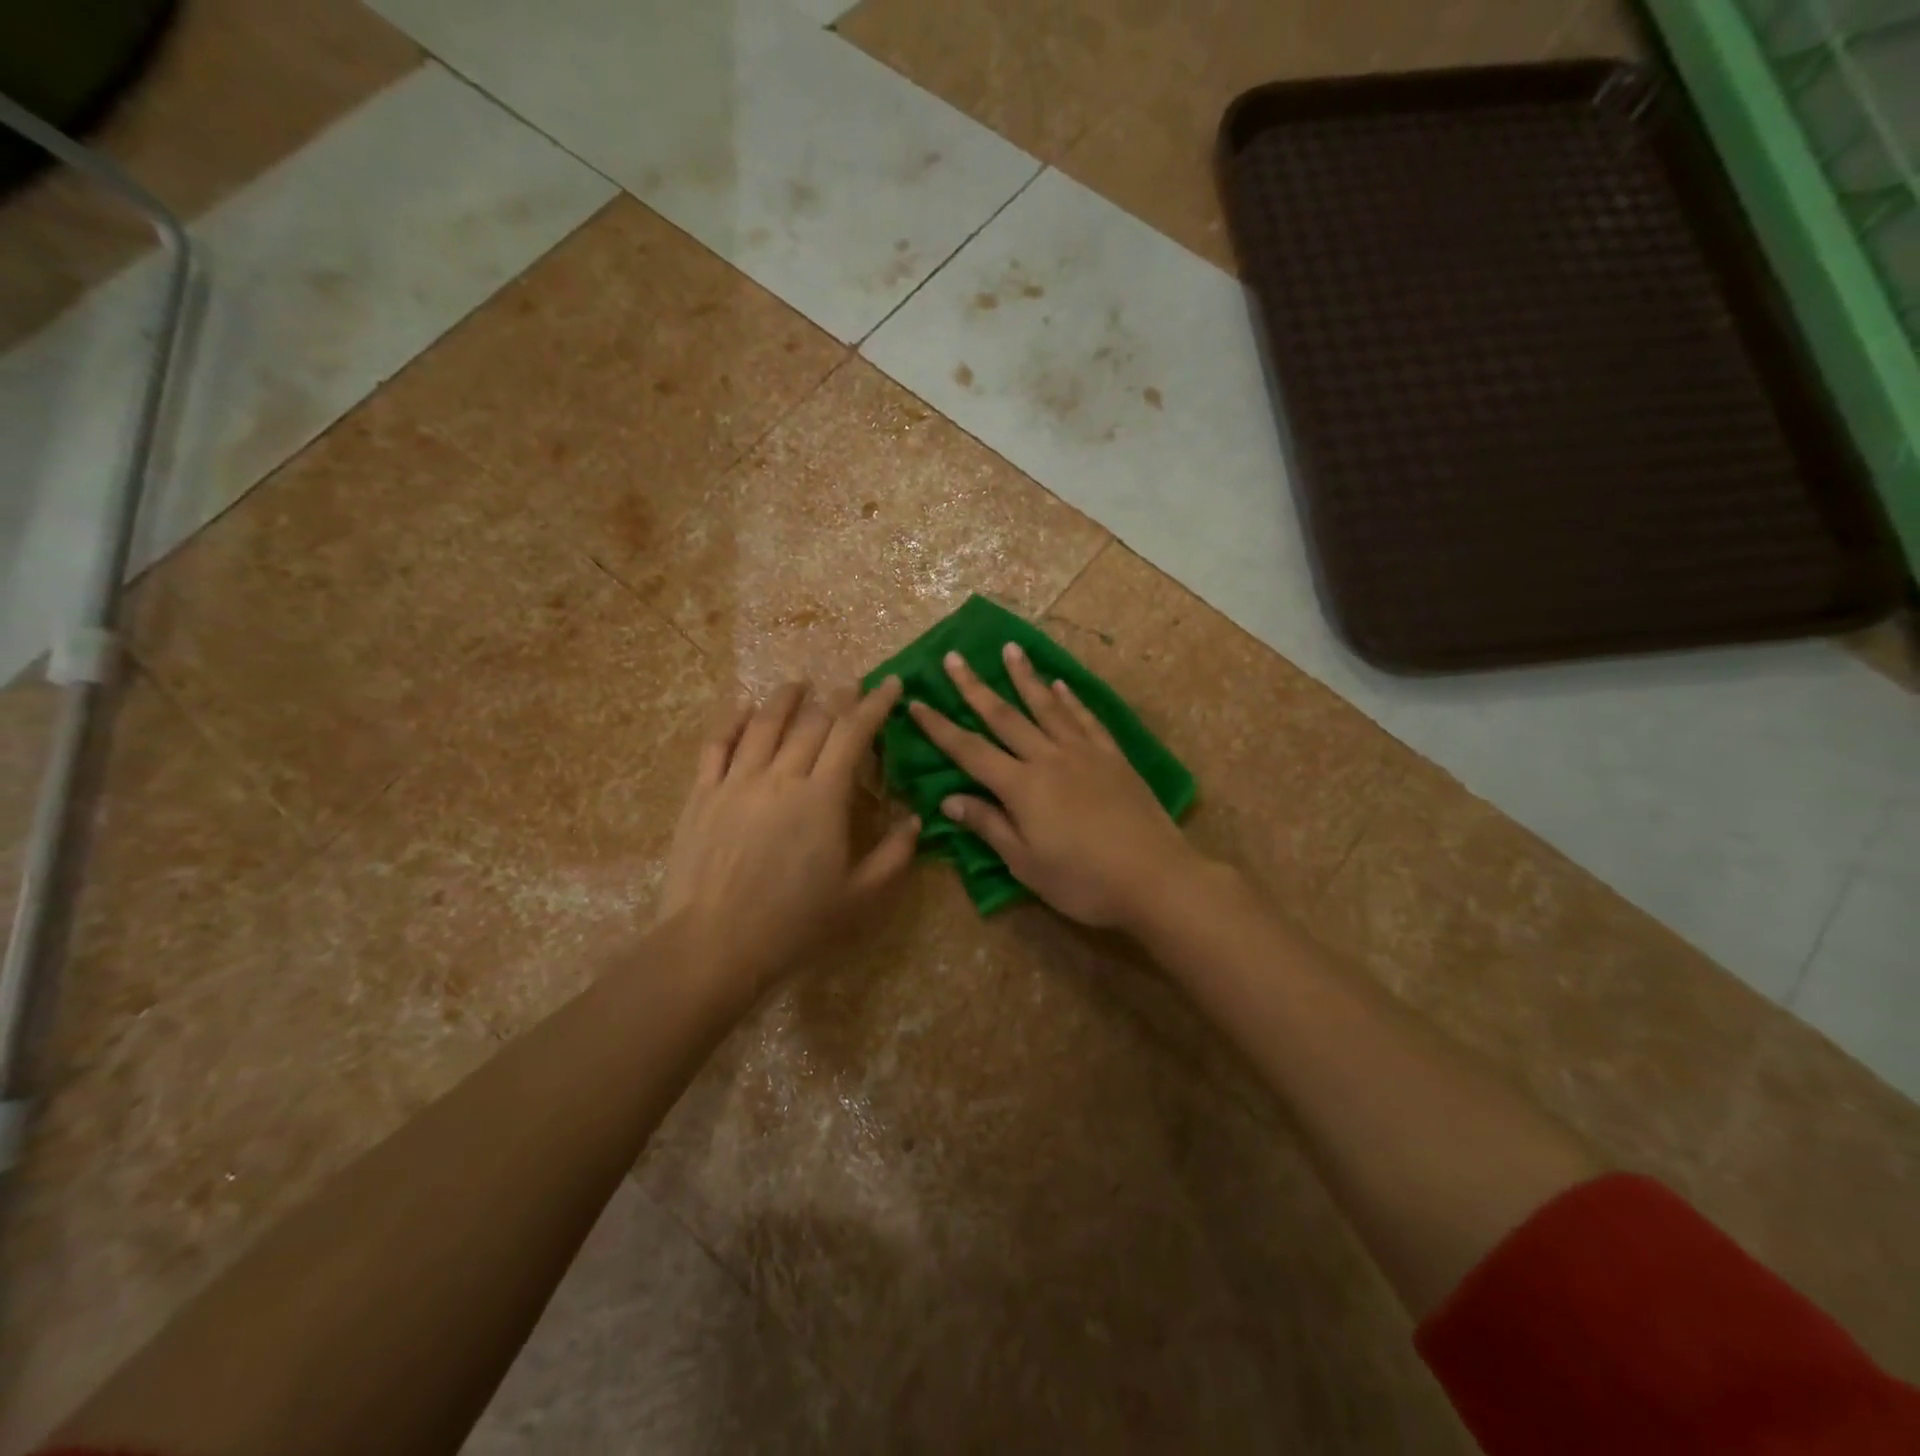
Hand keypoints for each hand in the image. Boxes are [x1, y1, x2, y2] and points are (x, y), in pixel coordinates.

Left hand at [657, 679, 918, 999]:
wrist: (714, 945)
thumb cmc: (795, 924)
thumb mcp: (861, 897)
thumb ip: (894, 855)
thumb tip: (914, 820)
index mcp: (822, 797)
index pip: (853, 734)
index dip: (875, 704)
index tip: (891, 683)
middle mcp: (780, 776)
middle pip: (812, 722)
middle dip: (838, 699)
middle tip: (852, 685)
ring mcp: (736, 782)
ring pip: (764, 724)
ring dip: (786, 698)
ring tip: (800, 683)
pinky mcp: (702, 795)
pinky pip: (718, 745)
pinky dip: (733, 720)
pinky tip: (744, 707)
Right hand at [907, 645, 1207, 931]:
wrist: (1155, 877)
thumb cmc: (1083, 881)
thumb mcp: (1026, 863)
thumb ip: (989, 826)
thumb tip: (949, 799)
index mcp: (1021, 786)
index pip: (969, 750)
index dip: (939, 727)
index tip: (916, 702)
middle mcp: (1048, 758)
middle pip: (1004, 716)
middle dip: (974, 686)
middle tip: (954, 657)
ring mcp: (1084, 753)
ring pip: (1046, 706)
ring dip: (1025, 677)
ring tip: (1010, 649)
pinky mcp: (1113, 757)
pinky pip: (1086, 719)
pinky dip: (1070, 699)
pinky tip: (1061, 685)